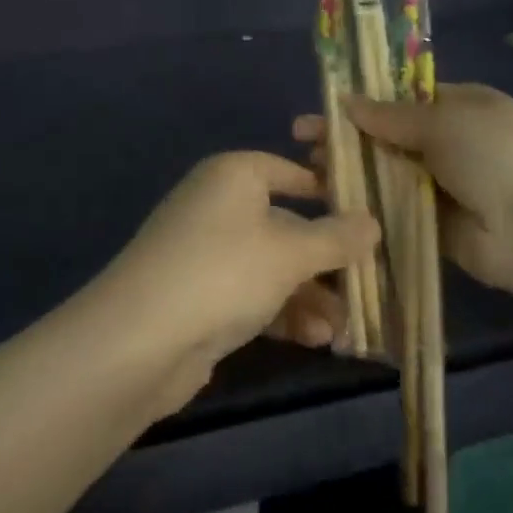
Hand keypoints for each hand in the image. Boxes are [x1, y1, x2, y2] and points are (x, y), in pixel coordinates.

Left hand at [93, 152, 379, 375]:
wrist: (139, 340)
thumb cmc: (223, 273)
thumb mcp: (290, 253)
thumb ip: (336, 238)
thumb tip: (373, 221)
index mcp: (233, 176)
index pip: (289, 170)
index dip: (328, 190)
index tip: (367, 217)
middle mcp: (217, 206)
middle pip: (285, 224)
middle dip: (326, 260)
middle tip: (366, 286)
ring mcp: (205, 252)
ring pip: (271, 266)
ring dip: (309, 295)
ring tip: (343, 327)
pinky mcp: (199, 295)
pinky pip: (252, 295)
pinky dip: (282, 313)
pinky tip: (315, 341)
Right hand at [294, 84, 512, 304]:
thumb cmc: (495, 156)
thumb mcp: (444, 122)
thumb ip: (391, 115)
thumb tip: (346, 101)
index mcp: (461, 106)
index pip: (403, 98)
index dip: (363, 101)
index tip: (325, 106)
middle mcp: (450, 142)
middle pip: (388, 135)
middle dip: (348, 136)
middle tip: (303, 139)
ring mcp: (442, 184)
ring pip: (386, 172)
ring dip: (351, 169)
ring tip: (309, 168)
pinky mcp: (432, 223)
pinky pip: (392, 207)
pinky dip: (365, 202)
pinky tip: (331, 199)